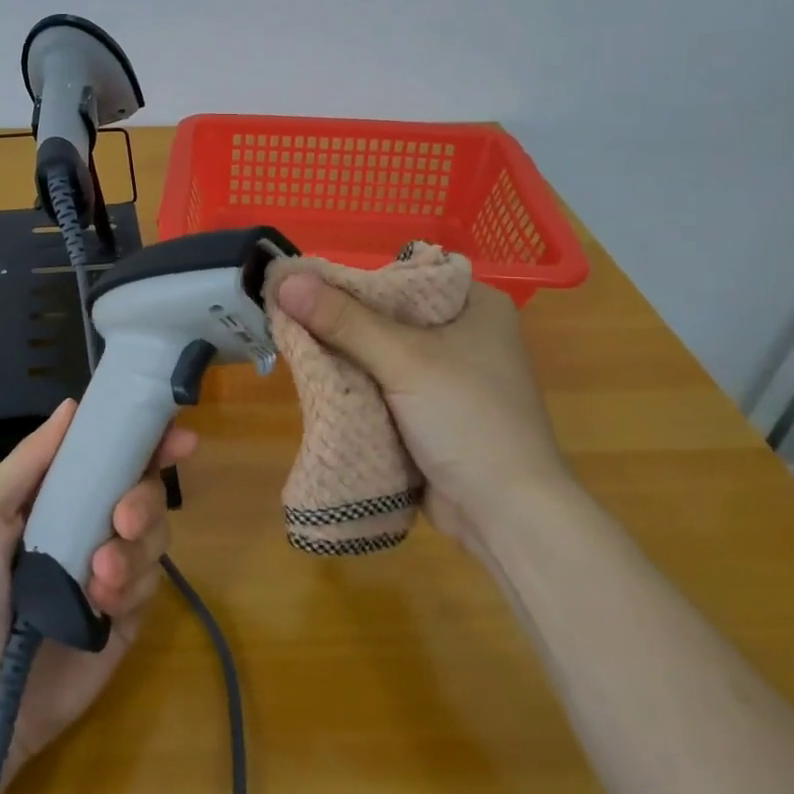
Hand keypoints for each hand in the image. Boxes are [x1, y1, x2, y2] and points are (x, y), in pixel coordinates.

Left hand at [0, 399, 195, 781]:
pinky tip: (100, 604)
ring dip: (134, 549)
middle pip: (146, 492)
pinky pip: (151, 584)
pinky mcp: (127, 617)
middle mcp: (91, 526)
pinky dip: (131, 586)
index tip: (177, 437)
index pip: (113, 458)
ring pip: (156, 536)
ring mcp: (112, 572)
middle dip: (144, 499)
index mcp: (59, 498)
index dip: (147, 442)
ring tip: (98, 576)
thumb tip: (73, 405)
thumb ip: (30, 461)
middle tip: (124, 519)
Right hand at [274, 272, 570, 549]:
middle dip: (341, 322)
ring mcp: (449, 376)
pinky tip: (318, 380)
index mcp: (475, 305)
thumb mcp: (404, 361)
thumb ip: (344, 320)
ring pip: (381, 353)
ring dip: (344, 356)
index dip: (351, 279)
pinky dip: (356, 385)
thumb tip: (285, 281)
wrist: (507, 516)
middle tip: (288, 317)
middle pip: (387, 315)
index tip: (303, 286)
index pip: (401, 276)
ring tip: (293, 344)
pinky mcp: (432, 412)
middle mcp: (464, 333)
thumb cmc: (467, 420)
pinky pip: (384, 386)